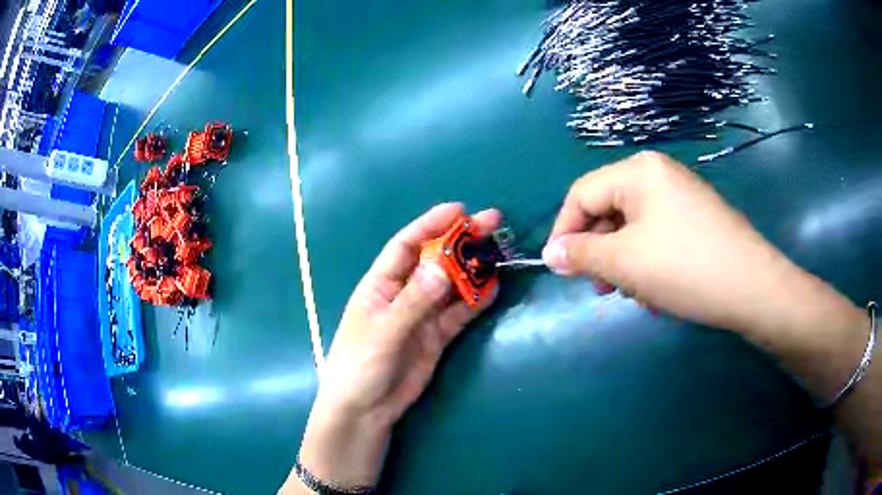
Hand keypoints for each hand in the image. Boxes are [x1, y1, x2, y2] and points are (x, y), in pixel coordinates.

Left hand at [292, 203, 500, 490]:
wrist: (366, 410)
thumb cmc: (361, 365)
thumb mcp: (384, 331)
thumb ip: (414, 301)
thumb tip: (444, 266)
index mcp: (380, 284)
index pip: (406, 245)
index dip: (431, 224)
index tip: (460, 210)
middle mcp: (403, 294)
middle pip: (435, 260)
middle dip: (461, 241)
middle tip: (492, 223)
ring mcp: (422, 315)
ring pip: (451, 285)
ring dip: (472, 269)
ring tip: (499, 251)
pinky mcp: (436, 336)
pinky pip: (459, 313)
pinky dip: (475, 301)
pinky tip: (492, 287)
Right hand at [540, 151, 880, 477]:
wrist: (753, 288)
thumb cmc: (685, 268)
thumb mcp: (624, 263)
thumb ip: (581, 255)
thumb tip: (551, 254)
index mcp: (638, 171)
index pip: (582, 194)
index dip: (564, 231)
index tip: (559, 269)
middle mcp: (659, 174)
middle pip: (609, 209)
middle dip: (599, 251)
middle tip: (601, 289)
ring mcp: (681, 195)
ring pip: (633, 226)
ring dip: (623, 261)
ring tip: (633, 294)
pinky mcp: (697, 218)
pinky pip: (658, 234)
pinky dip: (648, 261)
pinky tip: (658, 290)